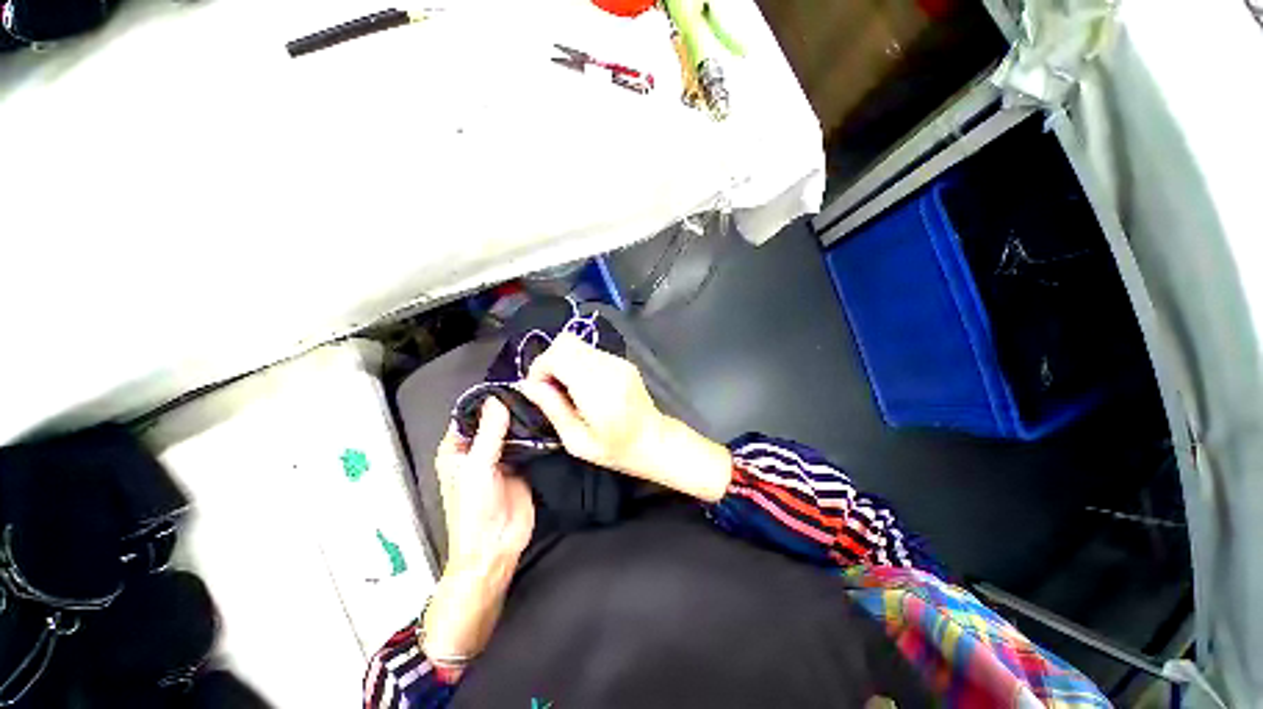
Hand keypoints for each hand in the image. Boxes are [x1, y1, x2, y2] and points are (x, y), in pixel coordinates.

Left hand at [423, 399, 534, 662]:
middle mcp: (478, 449)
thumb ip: (489, 433)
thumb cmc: (474, 510)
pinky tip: (548, 418)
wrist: (496, 546)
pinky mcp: (522, 464)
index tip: (509, 382)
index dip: (486, 399)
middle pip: (494, 420)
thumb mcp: (478, 468)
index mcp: (457, 449)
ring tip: (543, 398)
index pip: (469, 415)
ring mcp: (502, 456)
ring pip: (512, 430)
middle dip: (509, 406)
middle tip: (532, 387)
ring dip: (524, 418)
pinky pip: (528, 443)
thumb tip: (498, 399)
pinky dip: (535, 432)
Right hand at [517, 333, 732, 502]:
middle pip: (566, 341)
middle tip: (551, 388)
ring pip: (577, 344)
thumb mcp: (577, 441)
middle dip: (549, 361)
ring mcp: (618, 361)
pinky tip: (584, 386)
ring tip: (568, 389)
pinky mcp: (623, 361)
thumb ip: (552, 409)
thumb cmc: (616, 450)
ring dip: (563, 361)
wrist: (655, 441)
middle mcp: (609, 367)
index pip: (558, 355)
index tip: (539, 390)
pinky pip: (590, 352)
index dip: (540, 368)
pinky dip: (578, 363)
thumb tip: (527, 386)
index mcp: (597, 388)